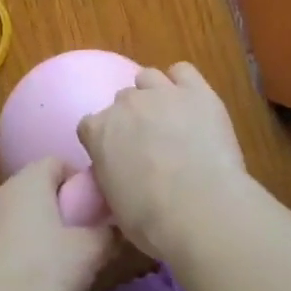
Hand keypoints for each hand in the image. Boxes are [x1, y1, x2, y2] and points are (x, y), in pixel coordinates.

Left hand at [0, 158, 113, 290]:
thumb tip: (114, 228)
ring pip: (14, 214)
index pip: (57, 162)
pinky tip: (23, 278)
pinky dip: (12, 249)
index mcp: (29, 181)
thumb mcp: (90, 253)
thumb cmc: (44, 272)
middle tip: (76, 235)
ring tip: (50, 260)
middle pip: (34, 188)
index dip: (77, 182)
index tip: (91, 209)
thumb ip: (107, 233)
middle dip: (55, 206)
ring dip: (31, 228)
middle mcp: (0, 191)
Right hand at [78, 61, 252, 258]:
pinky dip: (184, 83)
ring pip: (148, 78)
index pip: (90, 126)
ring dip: (154, 94)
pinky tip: (191, 101)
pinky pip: (183, 71)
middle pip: (122, 101)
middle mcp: (125, 104)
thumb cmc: (151, 219)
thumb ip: (111, 177)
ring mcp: (161, 92)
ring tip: (169, 118)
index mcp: (99, 131)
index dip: (104, 141)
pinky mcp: (196, 91)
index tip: (117, 158)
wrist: (200, 208)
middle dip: (132, 119)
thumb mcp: (115, 204)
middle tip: (149, 144)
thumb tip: (120, 176)